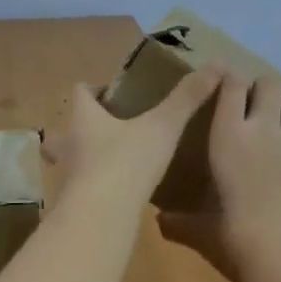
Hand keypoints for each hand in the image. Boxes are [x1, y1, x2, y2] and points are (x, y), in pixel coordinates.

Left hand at [44, 68, 222, 205]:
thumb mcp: (163, 126)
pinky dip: (93, 188)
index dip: (95, 89)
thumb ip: (187, 98)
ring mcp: (66, 176)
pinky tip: (115, 195)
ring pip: (68, 161)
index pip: (81, 92)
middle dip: (80, 128)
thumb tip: (217, 64)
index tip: (115, 93)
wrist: (101, 217)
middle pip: (64, 129)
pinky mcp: (73, 204)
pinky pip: (80, 190)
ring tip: (110, 163)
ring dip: (83, 159)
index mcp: (84, 117)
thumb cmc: (127, 161)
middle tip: (106, 130)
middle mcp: (68, 143)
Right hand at [158, 73, 280, 281]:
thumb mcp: (201, 231)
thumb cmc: (236, 241)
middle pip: (269, 81)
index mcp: (227, 135)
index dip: (231, 80)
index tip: (229, 87)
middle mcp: (264, 126)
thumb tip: (159, 222)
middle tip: (260, 110)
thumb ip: (179, 222)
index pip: (231, 85)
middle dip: (264, 90)